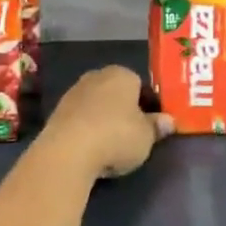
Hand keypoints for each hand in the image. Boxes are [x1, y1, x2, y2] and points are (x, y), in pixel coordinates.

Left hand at [43, 66, 172, 180]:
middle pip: (116, 92)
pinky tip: (91, 149)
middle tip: (132, 134)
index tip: (150, 124)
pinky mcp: (56, 112)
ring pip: (96, 105)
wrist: (67, 151)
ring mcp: (73, 93)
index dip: (147, 104)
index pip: (140, 84)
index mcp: (122, 74)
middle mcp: (96, 76)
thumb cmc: (116, 136)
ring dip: (103, 120)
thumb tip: (168, 121)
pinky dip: (86, 130)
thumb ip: (157, 127)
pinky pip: (80, 119)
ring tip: (110, 146)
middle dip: (123, 110)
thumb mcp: (146, 137)